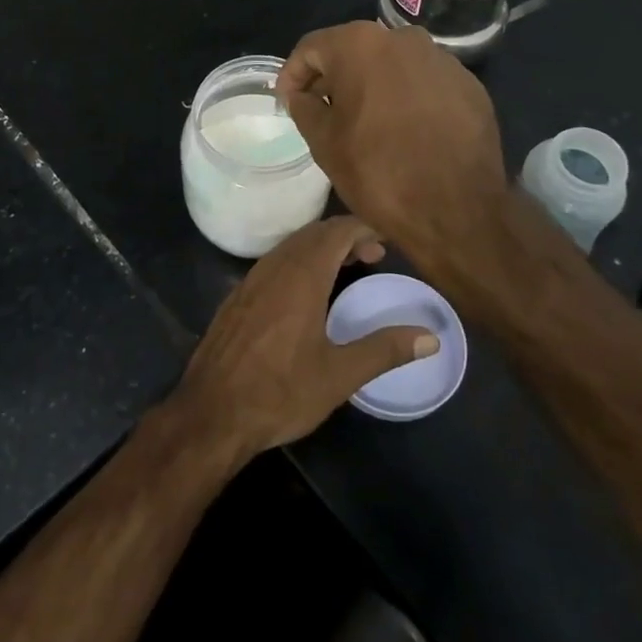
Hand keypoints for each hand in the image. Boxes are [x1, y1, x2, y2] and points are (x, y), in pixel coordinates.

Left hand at [173, 216, 438, 458]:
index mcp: (301, 276)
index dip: (364, 228)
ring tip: (346, 269)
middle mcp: (275, 267)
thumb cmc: (280, 392)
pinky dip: (298, 261)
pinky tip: (306, 293)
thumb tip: (430, 338)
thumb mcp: (339, 375)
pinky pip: (274, 262)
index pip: (336, 231)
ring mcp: (251, 280)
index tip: (387, 241)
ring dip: (321, 248)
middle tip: (374, 256)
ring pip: (291, 246)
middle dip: (345, 236)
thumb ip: (384, 349)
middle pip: (314, 233)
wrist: (211, 412)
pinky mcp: (237, 297)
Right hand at [276, 22, 509, 261]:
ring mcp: (442, 60)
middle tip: (321, 111)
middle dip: (334, 78)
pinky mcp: (469, 85)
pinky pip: (424, 83)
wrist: (458, 212)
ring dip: (372, 86)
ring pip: (392, 65)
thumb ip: (304, 107)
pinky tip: (404, 130)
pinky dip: (407, 97)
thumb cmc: (379, 173)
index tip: (288, 102)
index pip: (312, 48)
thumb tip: (302, 94)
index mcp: (361, 46)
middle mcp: (404, 39)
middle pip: (354, 50)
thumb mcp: (323, 142)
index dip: (293, 75)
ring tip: (364, 122)